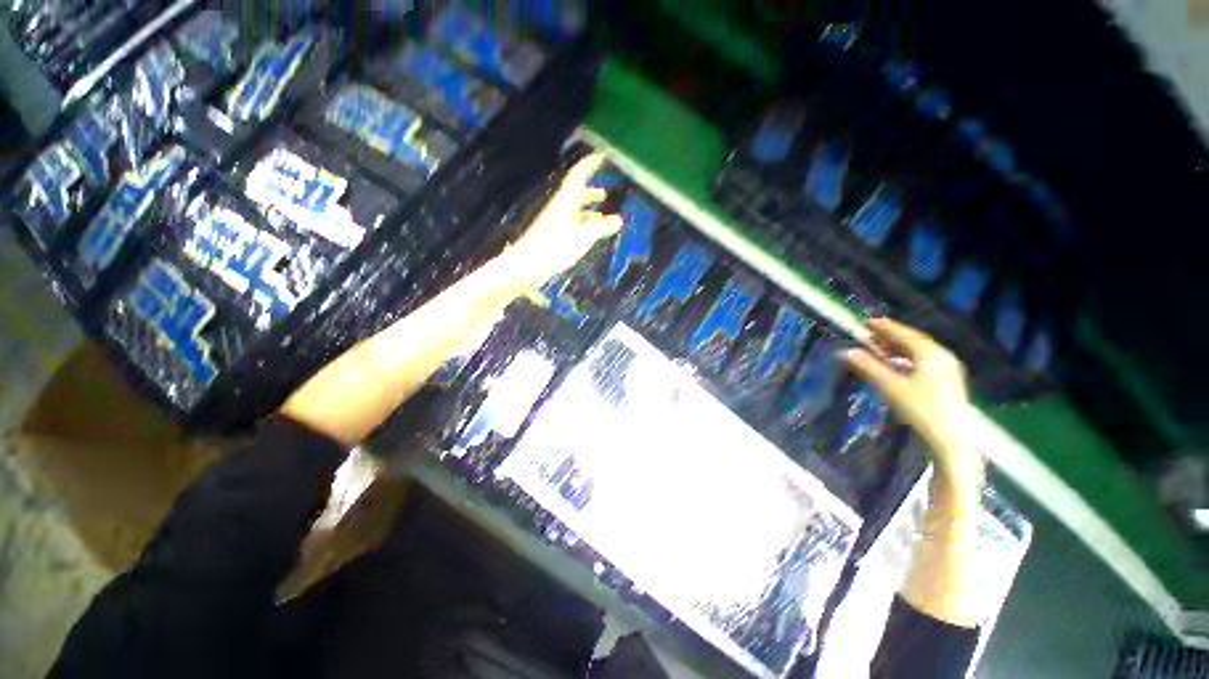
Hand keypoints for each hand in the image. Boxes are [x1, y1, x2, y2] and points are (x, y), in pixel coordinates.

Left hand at [500, 153, 622, 291]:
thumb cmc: (554, 247)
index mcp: (564, 201)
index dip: (589, 164)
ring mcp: (555, 222)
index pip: (578, 176)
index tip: (601, 156)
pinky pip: (571, 224)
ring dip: (588, 209)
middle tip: (606, 192)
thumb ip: (601, 227)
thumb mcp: (583, 236)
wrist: (527, 265)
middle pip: (576, 193)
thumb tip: (619, 220)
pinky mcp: (552, 236)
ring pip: (574, 210)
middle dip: (591, 190)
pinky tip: (590, 235)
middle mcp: (559, 207)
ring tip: (603, 214)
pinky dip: (583, 225)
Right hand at [844, 318, 983, 492]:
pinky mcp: (947, 381)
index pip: (905, 334)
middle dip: (890, 337)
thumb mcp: (892, 387)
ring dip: (897, 348)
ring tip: (879, 349)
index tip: (867, 322)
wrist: (952, 439)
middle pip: (913, 341)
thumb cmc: (922, 409)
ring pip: (919, 351)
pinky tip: (896, 365)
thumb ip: (870, 367)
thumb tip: (848, 352)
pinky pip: (923, 361)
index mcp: (931, 354)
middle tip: (869, 335)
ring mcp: (947, 369)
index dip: (885, 327)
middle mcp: (942, 357)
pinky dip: (906, 358)